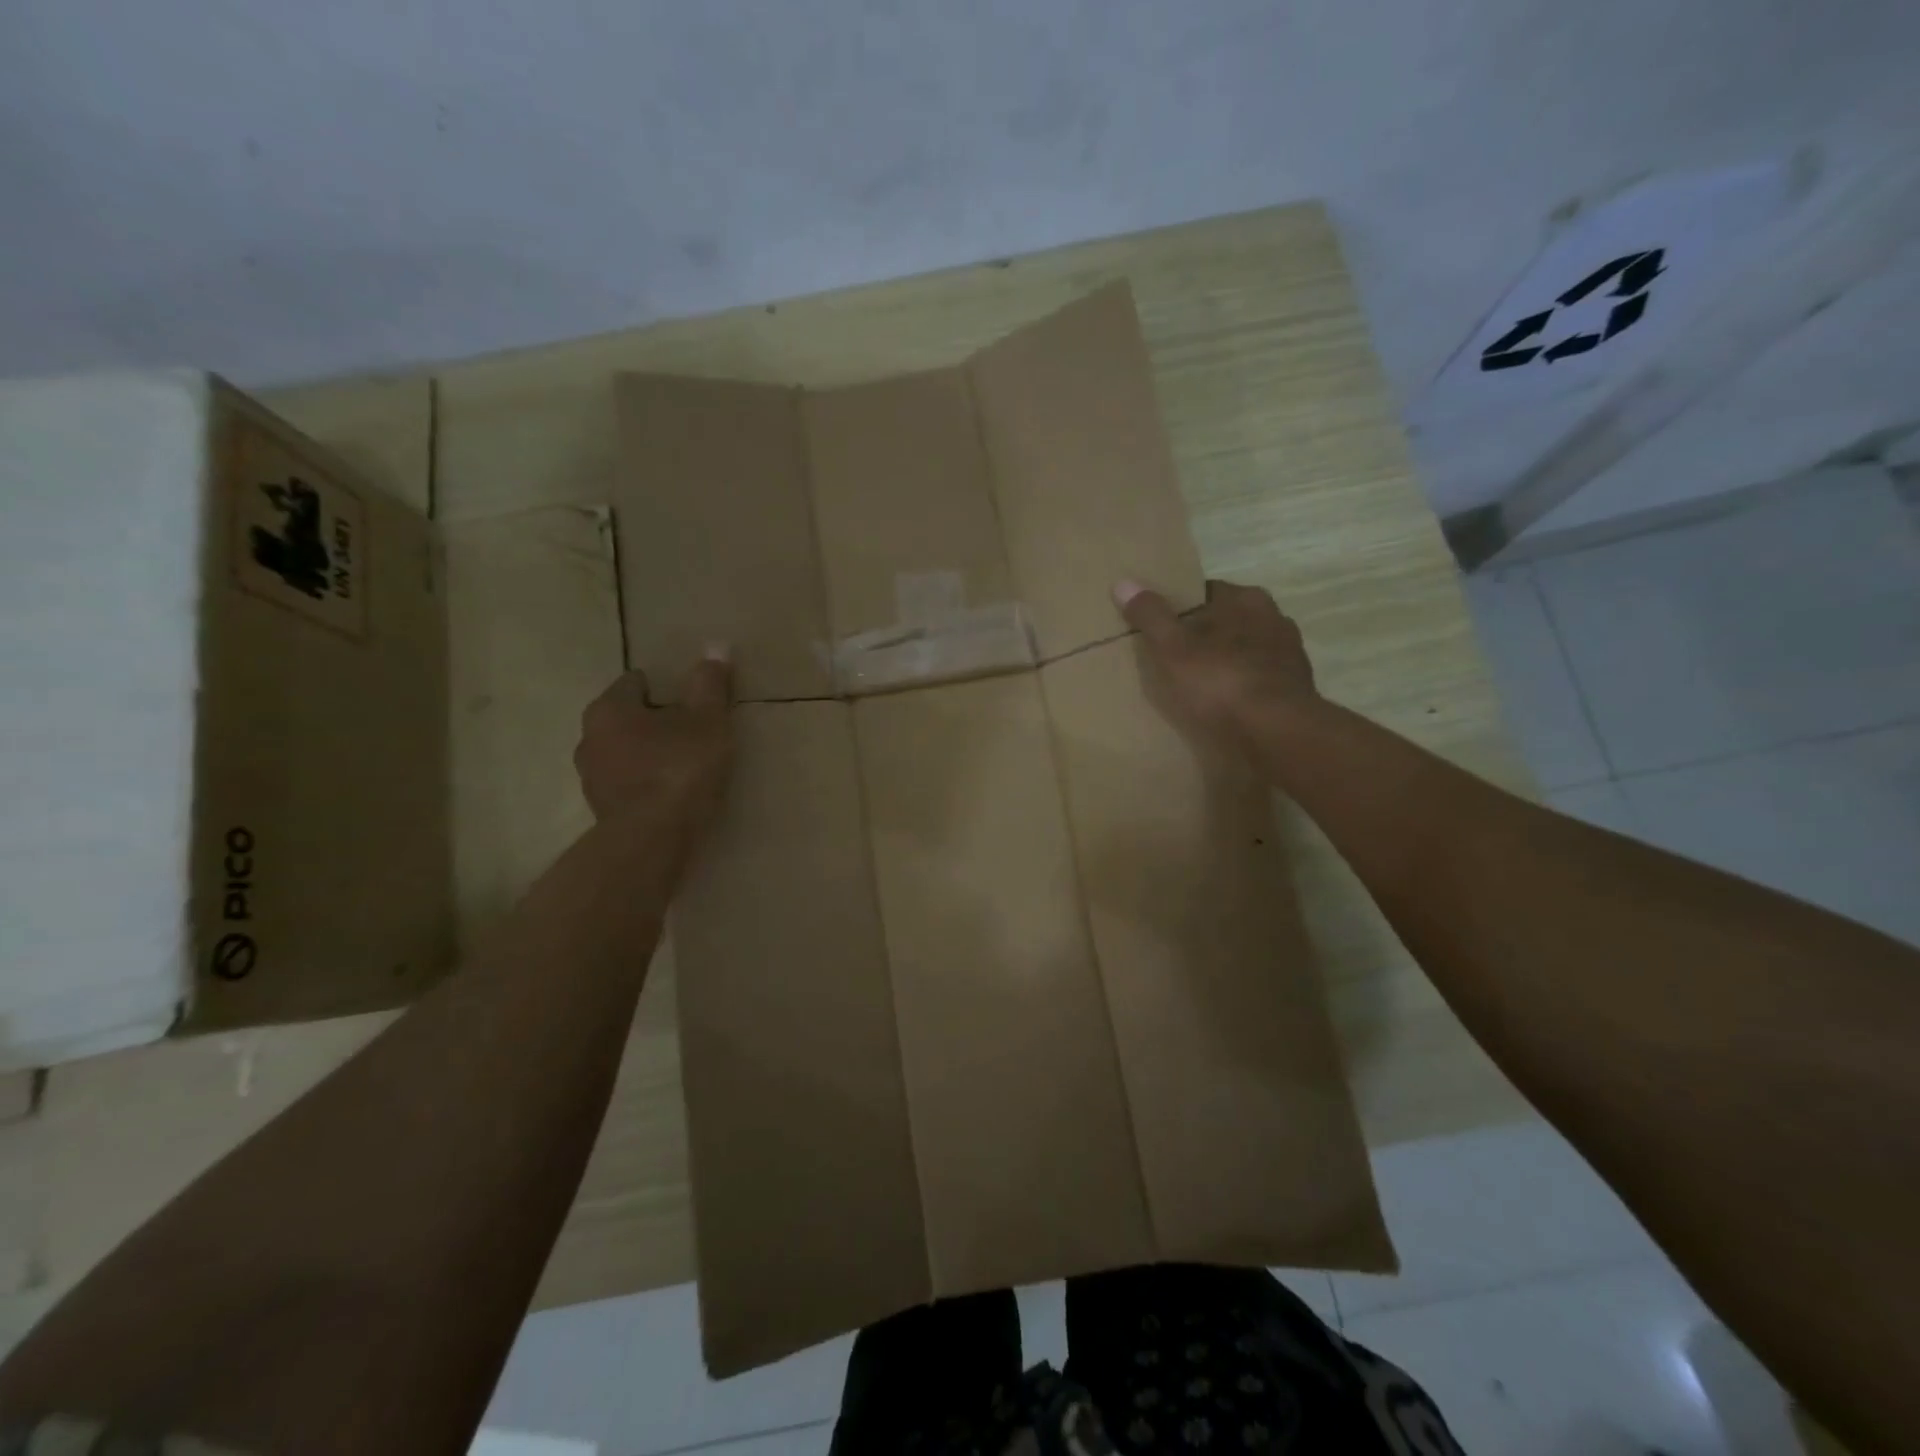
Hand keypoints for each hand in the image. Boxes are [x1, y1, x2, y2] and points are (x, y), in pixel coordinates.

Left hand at [574, 649, 733, 828]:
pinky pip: (627, 784)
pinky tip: (673, 793)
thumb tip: (716, 646)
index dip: (667, 687)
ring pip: (624, 753)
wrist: (653, 840)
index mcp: (609, 709)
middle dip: (656, 721)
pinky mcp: (603, 811)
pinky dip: (646, 783)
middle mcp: (589, 738)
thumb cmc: (680, 769)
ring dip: (649, 754)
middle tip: (693, 731)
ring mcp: (592, 778)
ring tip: (686, 765)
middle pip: (627, 718)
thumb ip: (710, 685)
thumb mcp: (707, 721)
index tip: (693, 701)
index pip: (636, 682)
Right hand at [1114, 579, 1319, 750]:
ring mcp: (1289, 655)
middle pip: (1228, 621)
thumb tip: (1123, 583)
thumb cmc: (1220, 680)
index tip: (1160, 627)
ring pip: (1246, 651)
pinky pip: (1258, 680)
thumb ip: (1150, 615)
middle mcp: (1274, 618)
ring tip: (1198, 684)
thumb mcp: (1173, 647)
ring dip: (1226, 662)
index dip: (1180, 608)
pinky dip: (1242, 687)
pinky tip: (1224, 705)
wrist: (1276, 732)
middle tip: (1174, 657)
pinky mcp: (1295, 689)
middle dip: (1205, 635)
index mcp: (1246, 599)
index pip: (1206, 592)